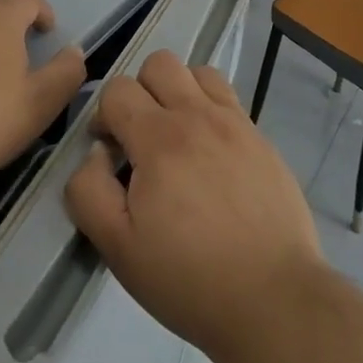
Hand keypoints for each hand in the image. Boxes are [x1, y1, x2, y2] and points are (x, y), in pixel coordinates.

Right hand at [65, 50, 323, 360]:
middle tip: (142, 140)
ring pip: (198, 72)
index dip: (104, 117)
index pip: (118, 89)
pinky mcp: (262, 139)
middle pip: (159, 63)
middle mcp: (198, 115)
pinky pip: (229, 99)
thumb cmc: (189, 278)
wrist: (274, 299)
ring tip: (179, 138)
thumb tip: (95, 153)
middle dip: (140, 92)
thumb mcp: (118, 248)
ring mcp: (236, 123)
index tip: (110, 155)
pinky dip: (211, 111)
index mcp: (159, 138)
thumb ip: (89, 190)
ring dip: (179, 93)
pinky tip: (212, 155)